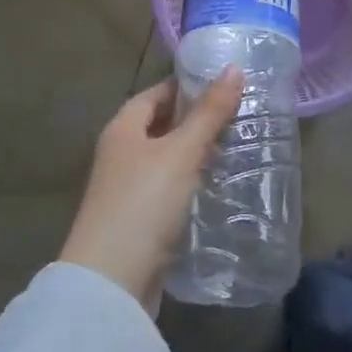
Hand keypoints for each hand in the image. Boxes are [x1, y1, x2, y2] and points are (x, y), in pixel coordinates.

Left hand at [60, 69, 242, 315]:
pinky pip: (170, 190)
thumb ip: (209, 112)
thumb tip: (234, 68)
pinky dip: (192, 184)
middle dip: (197, 120)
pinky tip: (219, 187)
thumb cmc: (143, 203)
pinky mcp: (139, 222)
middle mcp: (120, 154)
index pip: (157, 93)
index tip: (225, 84)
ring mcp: (128, 190)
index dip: (188, 85)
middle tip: (240, 115)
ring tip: (238, 147)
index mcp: (122, 128)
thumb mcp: (181, 152)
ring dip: (197, 154)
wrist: (111, 284)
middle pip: (161, 126)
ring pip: (168, 160)